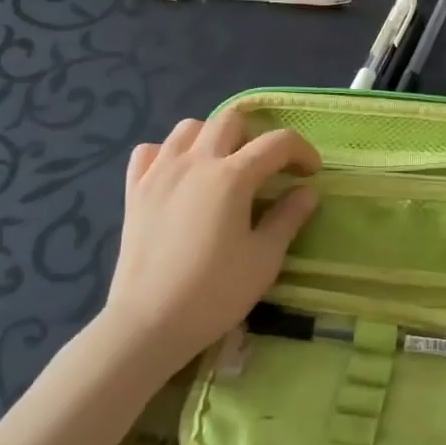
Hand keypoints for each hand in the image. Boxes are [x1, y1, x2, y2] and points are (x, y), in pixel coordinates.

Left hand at [105, 110, 320, 368]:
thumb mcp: (264, 259)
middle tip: (265, 168)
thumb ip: (288, 218)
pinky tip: (178, 176)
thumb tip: (306, 191)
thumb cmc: (214, 293)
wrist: (147, 324)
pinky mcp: (134, 190)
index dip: (302, 151)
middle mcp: (196, 161)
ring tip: (222, 166)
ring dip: (212, 137)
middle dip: (256, 136)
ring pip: (189, 127)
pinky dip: (168, 153)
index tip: (310, 173)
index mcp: (232, 176)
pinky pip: (150, 150)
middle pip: (231, 120)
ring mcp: (159, 172)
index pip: (277, 142)